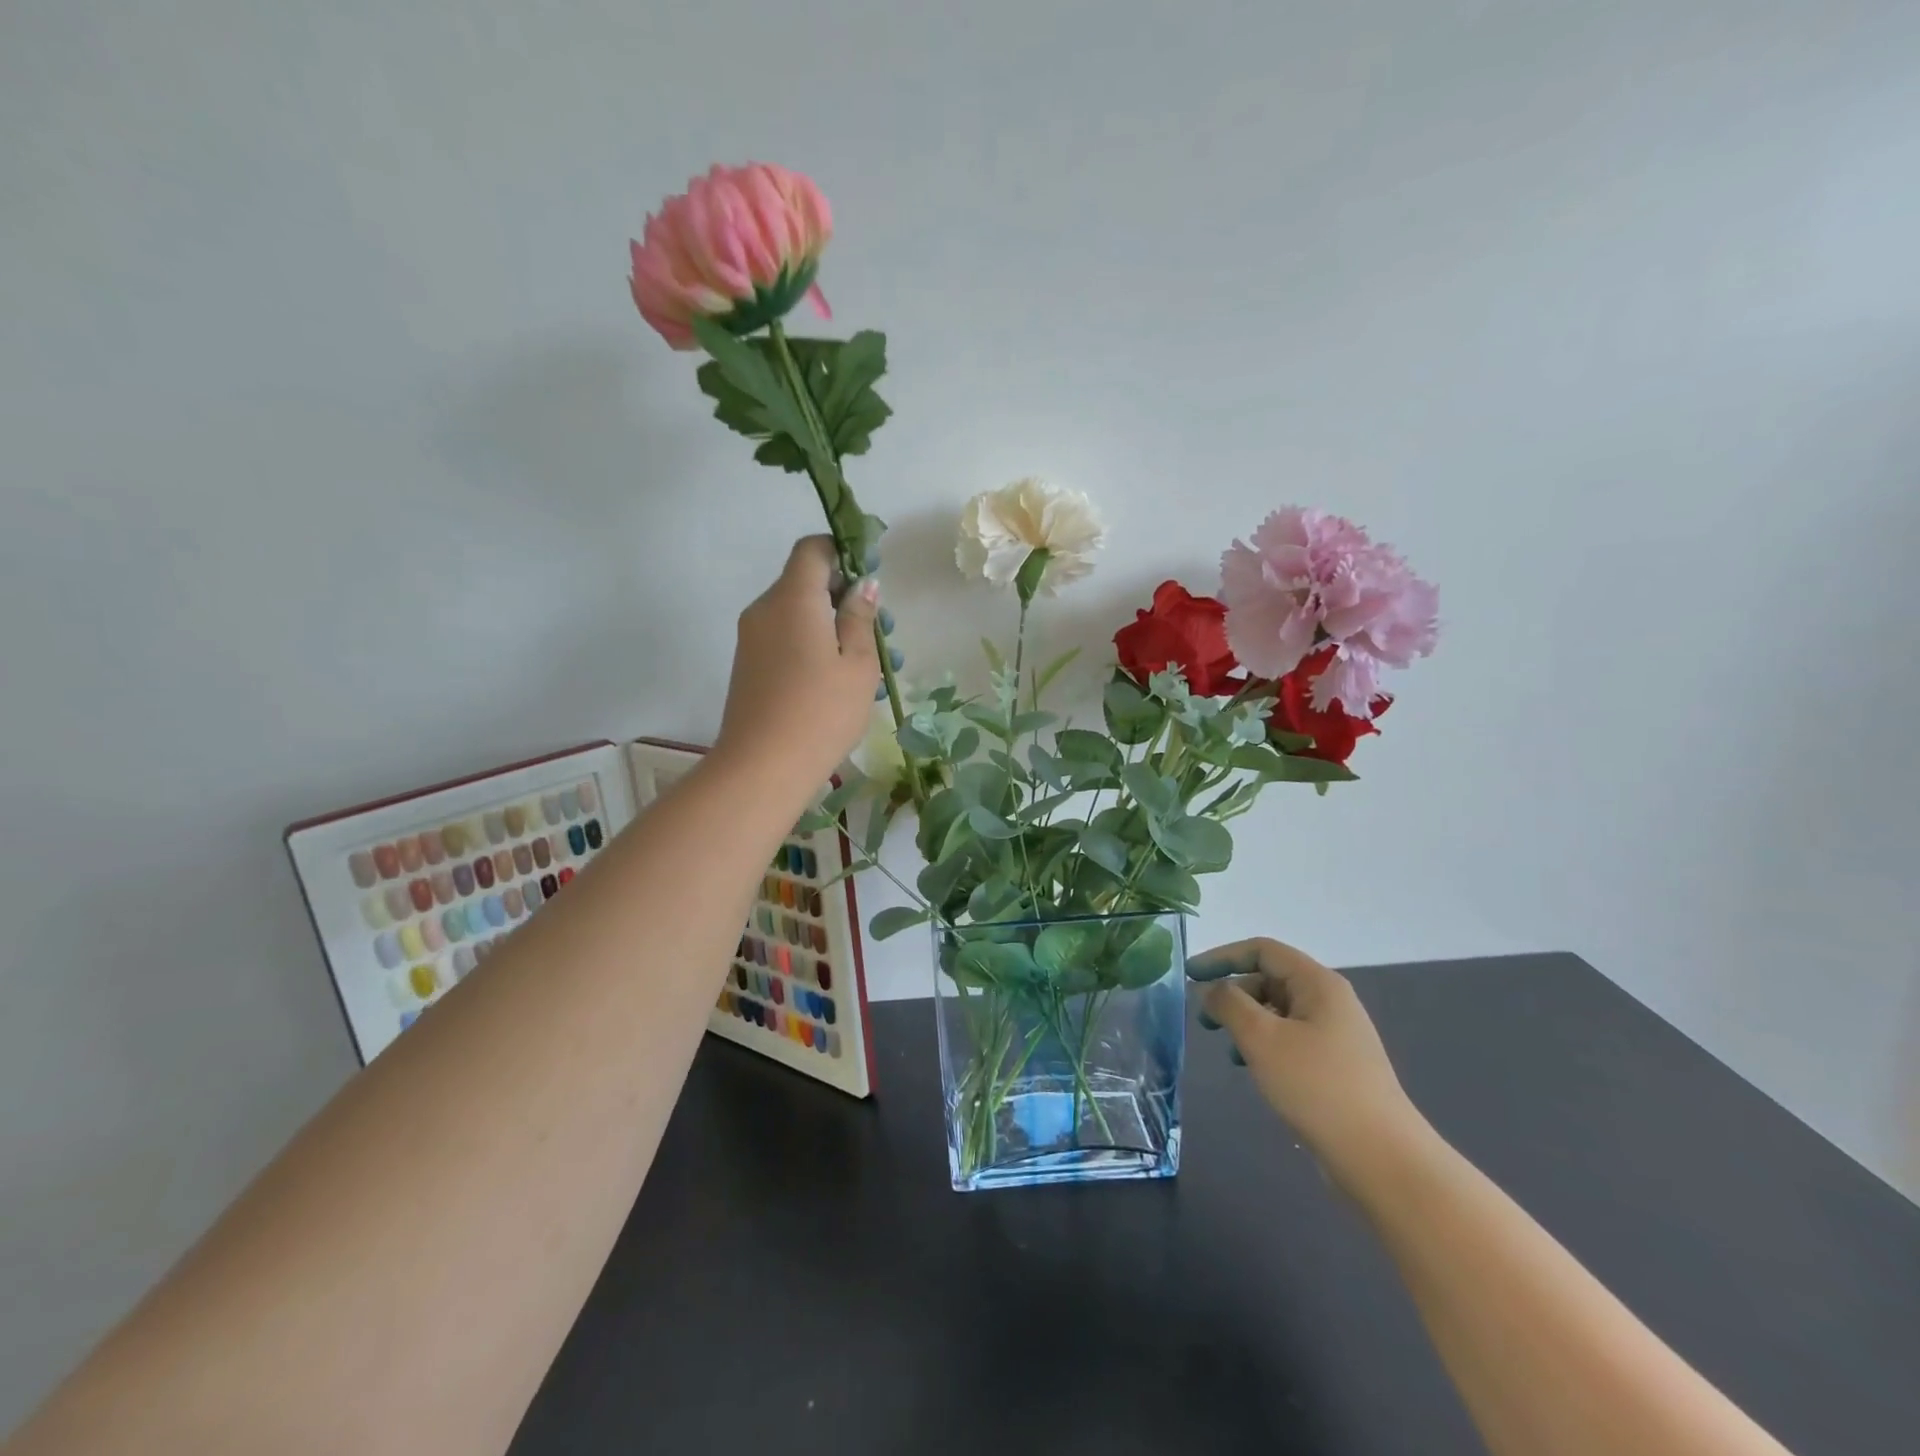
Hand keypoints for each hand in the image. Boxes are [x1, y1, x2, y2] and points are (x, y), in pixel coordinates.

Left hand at [714, 536, 881, 792]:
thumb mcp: (857, 664)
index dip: (844, 552)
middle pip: (807, 584)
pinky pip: (787, 640)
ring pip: (800, 616)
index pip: (813, 549)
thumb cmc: (821, 712)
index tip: (872, 576)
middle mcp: (765, 610)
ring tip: (875, 666)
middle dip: (847, 599)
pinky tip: (843, 682)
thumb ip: (860, 618)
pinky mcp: (750, 667)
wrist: (761, 768)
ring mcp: (753, 640)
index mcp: (792, 598)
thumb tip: (863, 586)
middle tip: (884, 633)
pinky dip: (816, 647)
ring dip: (836, 628)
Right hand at [1189, 937, 1431, 1193]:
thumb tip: (1213, 990)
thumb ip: (1229, 1003)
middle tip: (1204, 1020)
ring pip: (1277, 1012)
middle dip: (1232, 993)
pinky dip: (1263, 1044)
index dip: (1222, 956)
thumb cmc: (1317, 1086)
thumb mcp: (1261, 1038)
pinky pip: (1289, 1038)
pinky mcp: (1335, 1064)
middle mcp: (1329, 1000)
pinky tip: (1252, 1069)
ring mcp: (1335, 1034)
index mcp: (1317, 983)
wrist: (1382, 1158)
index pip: (1262, 950)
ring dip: (1245, 1021)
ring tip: (1227, 1049)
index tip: (1189, 975)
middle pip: (1269, 978)